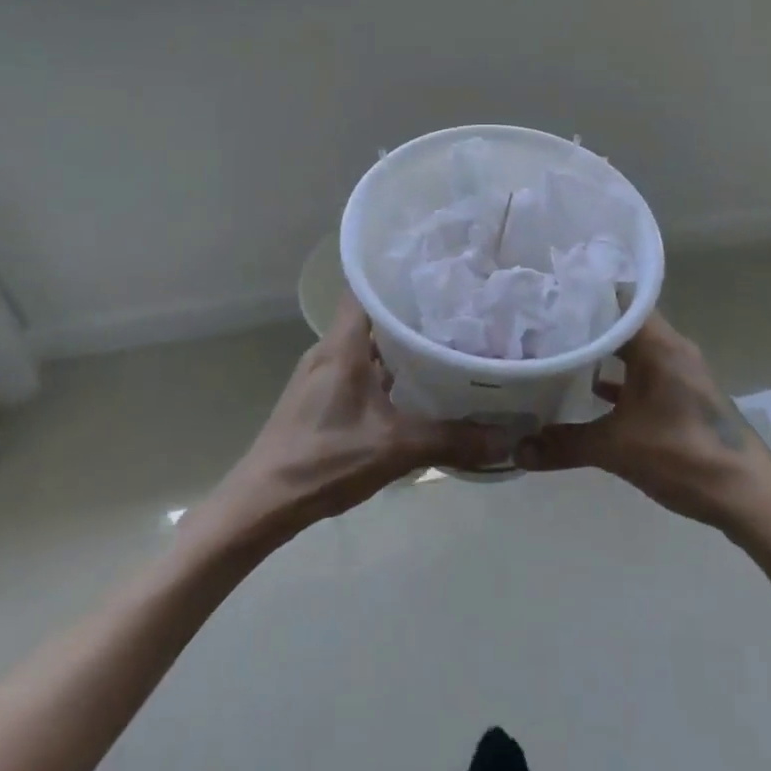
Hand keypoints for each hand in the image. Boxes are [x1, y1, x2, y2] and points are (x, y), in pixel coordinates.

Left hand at [200, 292, 513, 546]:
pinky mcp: (321, 396)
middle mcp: (330, 348)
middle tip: (456, 307)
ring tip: (444, 340)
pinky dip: (387, 368)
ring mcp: (323, 373)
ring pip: (367, 342)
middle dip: (411, 309)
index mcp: (342, 344)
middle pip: (372, 313)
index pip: (365, 285)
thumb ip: (452, 440)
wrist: (263, 502)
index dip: (397, 271)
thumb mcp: (394, 448)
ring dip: (400, 342)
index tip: (437, 268)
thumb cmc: (324, 460)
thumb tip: (507, 438)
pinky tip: (415, 384)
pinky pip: (360, 366)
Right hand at [514, 313, 770, 534]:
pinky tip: (586, 390)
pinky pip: (641, 373)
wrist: (748, 498)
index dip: (580, 294)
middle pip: (620, 322)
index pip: (615, 298)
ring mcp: (677, 371)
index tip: (545, 293)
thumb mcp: (617, 449)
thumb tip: (516, 448)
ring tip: (555, 350)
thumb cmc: (684, 456)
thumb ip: (564, 444)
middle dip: (582, 323)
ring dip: (599, 351)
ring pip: (630, 348)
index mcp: (659, 342)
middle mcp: (670, 347)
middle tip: (539, 322)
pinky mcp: (681, 394)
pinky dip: (616, 377)